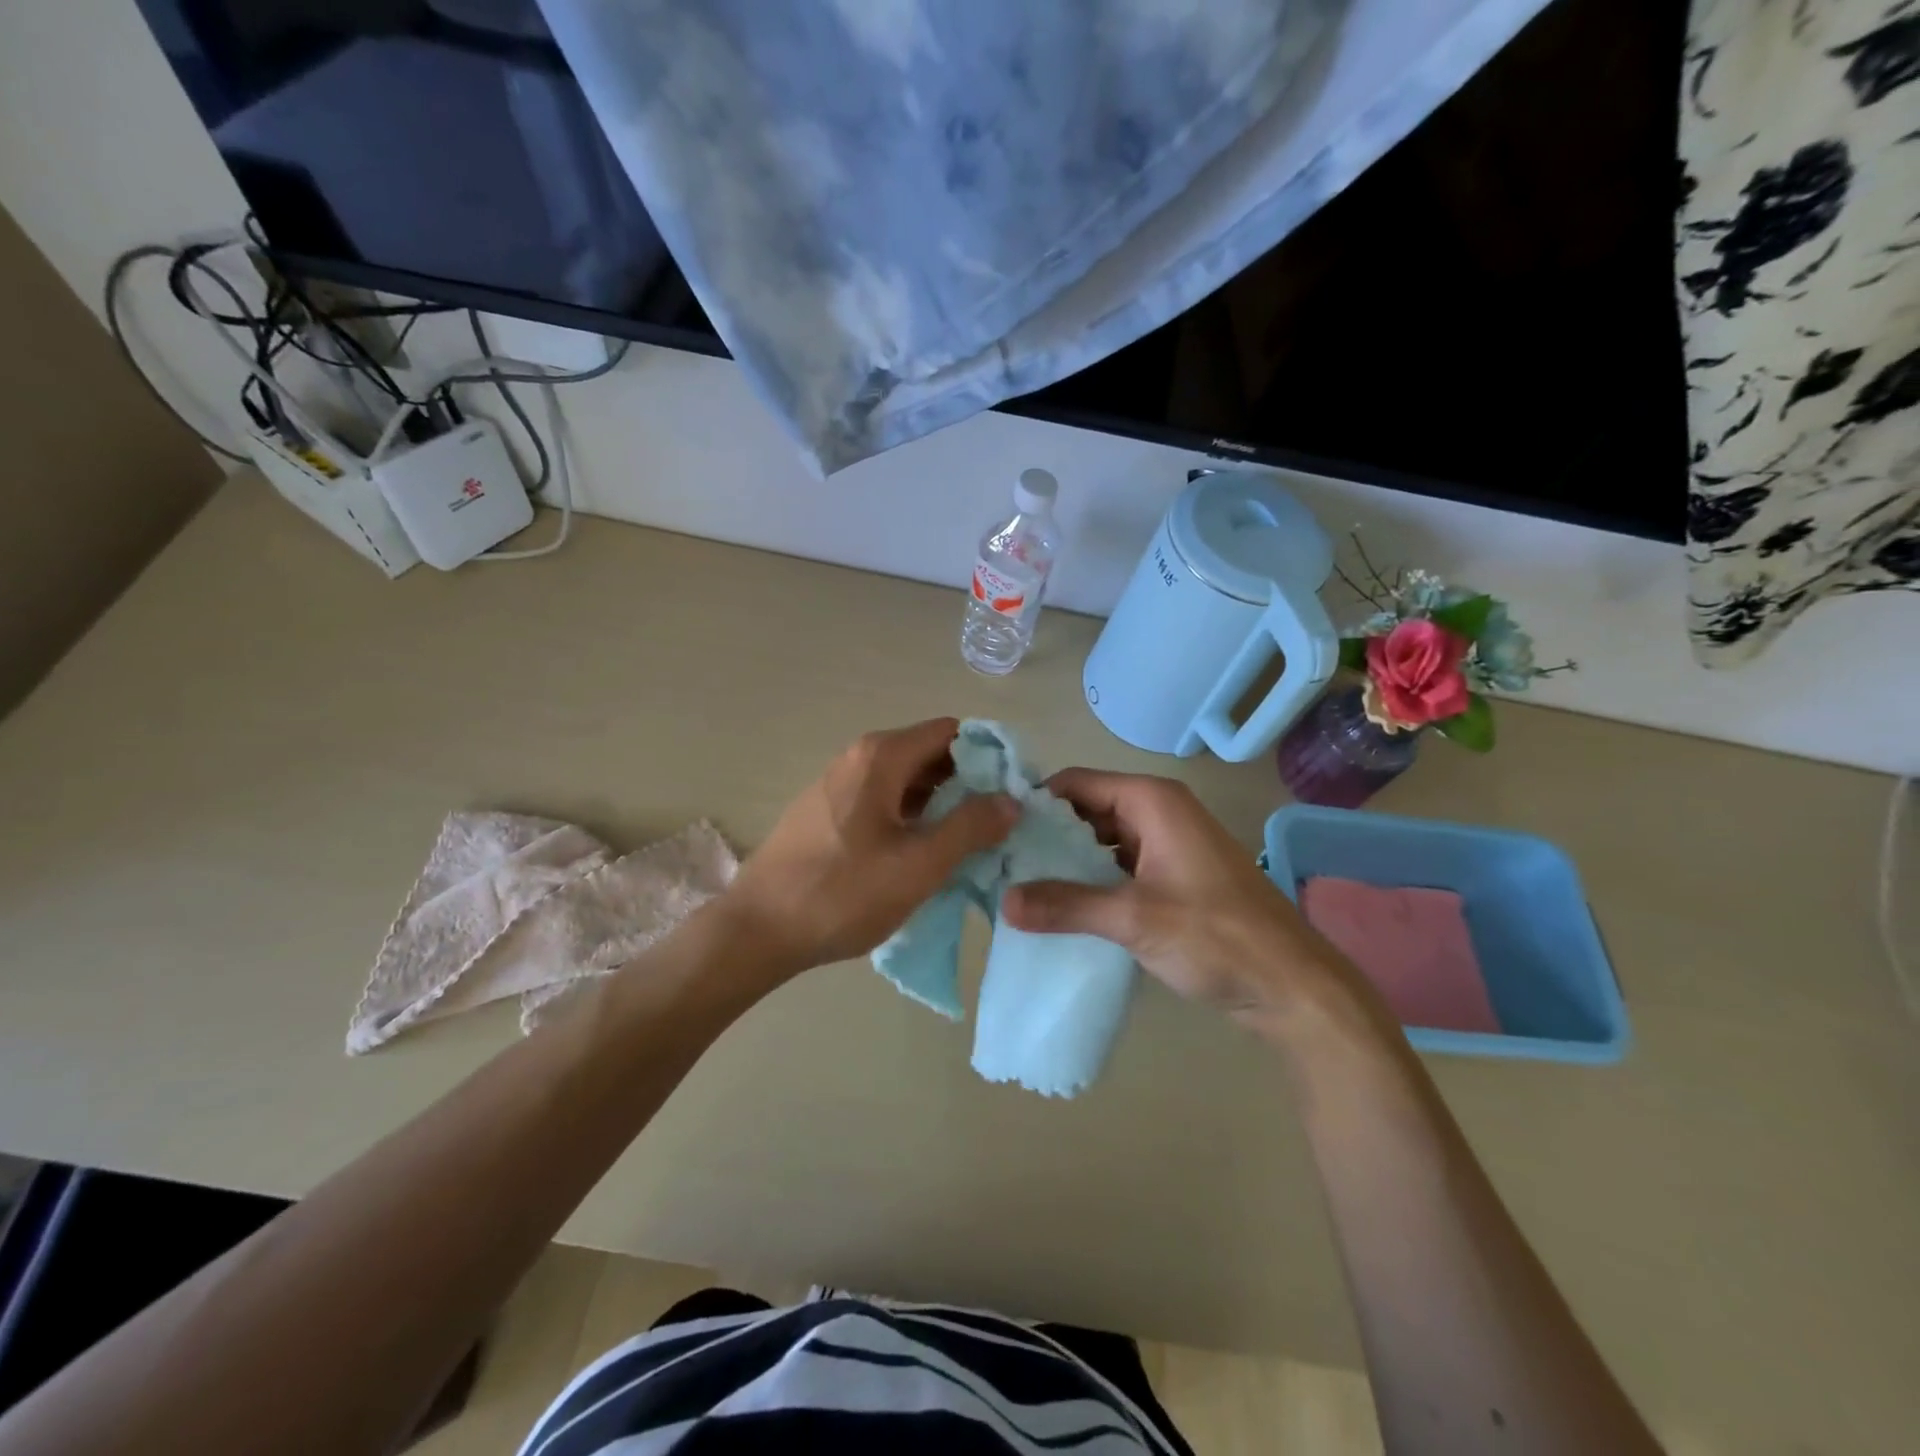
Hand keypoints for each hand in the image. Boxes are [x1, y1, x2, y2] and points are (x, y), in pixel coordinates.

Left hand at [721, 718, 1018, 975]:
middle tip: (998, 824)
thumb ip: (970, 827)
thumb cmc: (842, 893)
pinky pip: (883, 801)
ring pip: (906, 781)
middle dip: (968, 783)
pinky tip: (924, 853)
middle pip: (929, 754)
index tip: (1012, 792)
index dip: (988, 756)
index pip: (952, 732)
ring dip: (941, 804)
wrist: (758, 930)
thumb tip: (1010, 799)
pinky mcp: (827, 813)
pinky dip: (912, 817)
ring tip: (970, 843)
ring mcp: (839, 785)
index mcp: (881, 757)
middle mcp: (859, 758)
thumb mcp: (919, 864)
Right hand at [1001, 770, 1353, 1018]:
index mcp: (1151, 801)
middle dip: (1046, 835)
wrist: (1292, 986)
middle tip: (999, 864)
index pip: (1076, 783)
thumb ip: (1066, 905)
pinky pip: (1118, 867)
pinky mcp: (1171, 877)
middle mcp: (1158, 812)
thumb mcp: (1135, 919)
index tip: (996, 830)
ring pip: (1101, 841)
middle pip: (1086, 810)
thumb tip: (1003, 902)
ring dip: (1066, 861)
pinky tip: (1060, 906)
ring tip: (1020, 887)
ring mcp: (1167, 846)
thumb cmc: (1217, 936)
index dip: (1036, 801)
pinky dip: (1090, 881)